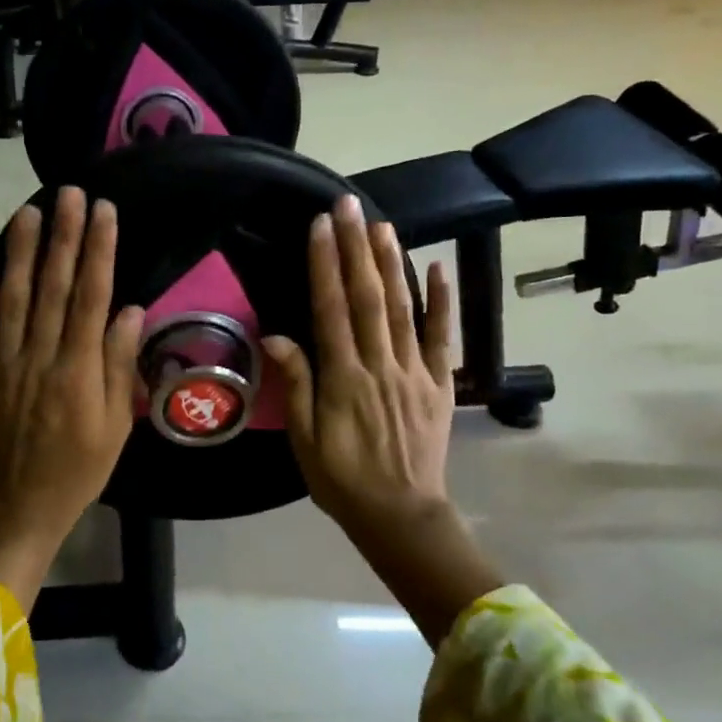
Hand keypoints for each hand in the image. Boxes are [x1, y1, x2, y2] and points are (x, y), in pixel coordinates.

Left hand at [0, 189, 144, 610]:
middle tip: (69, 193)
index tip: (104, 212)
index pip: (91, 297)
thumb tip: (130, 311)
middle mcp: (40, 357)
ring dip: (21, 250)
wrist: (17, 504)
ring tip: (29, 209)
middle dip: (63, 235)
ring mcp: (3, 362)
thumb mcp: (115, 426)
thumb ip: (119, 366)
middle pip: (53, 286)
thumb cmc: (78, 469)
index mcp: (79, 371)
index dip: (99, 250)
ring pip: (12, 296)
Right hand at [263, 196, 501, 643]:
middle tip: (349, 206)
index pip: (332, 310)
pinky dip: (442, 302)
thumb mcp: (306, 441)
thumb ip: (297, 385)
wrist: (401, 516)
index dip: (325, 266)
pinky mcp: (440, 383)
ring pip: (403, 309)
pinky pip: (443, 337)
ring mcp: (415, 372)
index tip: (321, 226)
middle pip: (368, 298)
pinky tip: (436, 268)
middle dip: (356, 249)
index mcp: (344, 380)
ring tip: (382, 224)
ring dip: (392, 263)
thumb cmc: (343, 481)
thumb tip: (277, 335)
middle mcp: (381, 366)